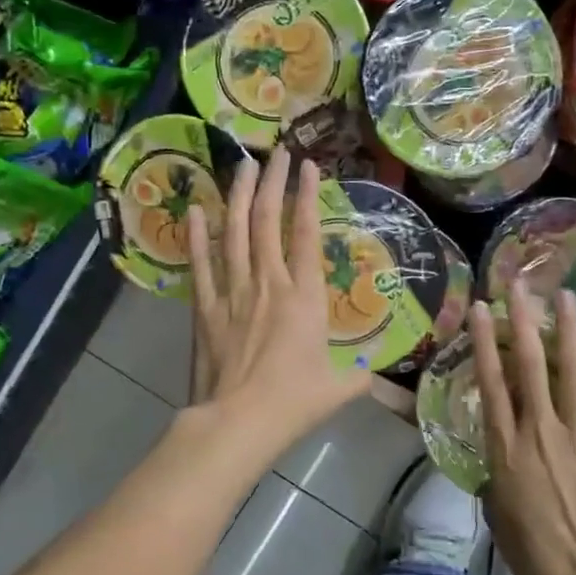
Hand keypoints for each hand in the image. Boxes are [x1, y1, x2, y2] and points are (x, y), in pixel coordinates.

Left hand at [186, 150, 370, 452]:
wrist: (238, 421)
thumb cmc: (293, 402)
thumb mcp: (339, 389)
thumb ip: (360, 376)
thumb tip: (378, 374)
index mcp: (305, 297)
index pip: (306, 235)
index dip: (307, 197)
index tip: (308, 166)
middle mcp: (268, 283)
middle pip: (268, 222)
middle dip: (273, 183)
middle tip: (276, 152)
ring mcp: (233, 292)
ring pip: (235, 233)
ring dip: (239, 197)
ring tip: (242, 165)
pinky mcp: (205, 308)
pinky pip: (201, 264)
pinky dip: (198, 236)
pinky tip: (197, 210)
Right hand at [471, 284, 575, 574]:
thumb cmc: (533, 554)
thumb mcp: (497, 512)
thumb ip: (496, 474)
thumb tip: (500, 456)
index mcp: (506, 447)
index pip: (492, 383)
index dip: (486, 342)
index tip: (482, 309)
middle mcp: (540, 430)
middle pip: (530, 365)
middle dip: (523, 320)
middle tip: (520, 284)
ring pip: (572, 372)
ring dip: (569, 331)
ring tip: (567, 296)